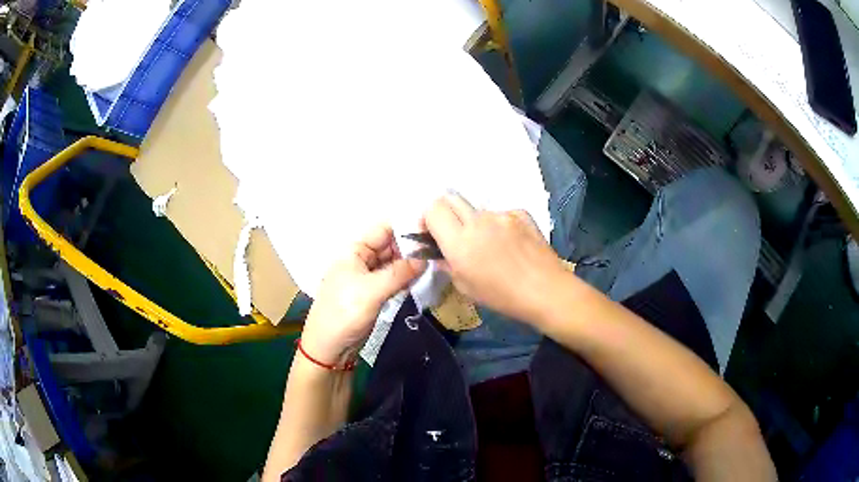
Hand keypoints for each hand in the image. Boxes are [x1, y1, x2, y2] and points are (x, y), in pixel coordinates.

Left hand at [300, 225, 425, 366]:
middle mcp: (362, 260)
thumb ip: (399, 272)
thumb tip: (426, 257)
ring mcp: (369, 278)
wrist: (329, 348)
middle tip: (441, 248)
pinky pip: (394, 280)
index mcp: (354, 251)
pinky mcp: (375, 295)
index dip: (405, 227)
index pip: (383, 230)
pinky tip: (424, 278)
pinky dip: (407, 278)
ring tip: (438, 261)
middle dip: (412, 246)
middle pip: (390, 246)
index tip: (433, 229)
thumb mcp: (371, 290)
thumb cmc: (344, 313)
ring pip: (394, 264)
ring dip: (412, 263)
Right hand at [422, 194, 566, 323]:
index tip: (431, 234)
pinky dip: (498, 226)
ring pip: (477, 210)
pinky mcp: (520, 213)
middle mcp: (478, 220)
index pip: (433, 208)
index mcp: (460, 241)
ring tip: (490, 247)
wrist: (546, 291)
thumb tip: (440, 254)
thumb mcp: (465, 287)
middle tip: (453, 235)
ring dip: (474, 223)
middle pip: (450, 198)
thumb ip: (447, 264)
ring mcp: (501, 214)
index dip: (427, 218)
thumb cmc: (502, 297)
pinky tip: (510, 245)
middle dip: (446, 213)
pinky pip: (500, 214)